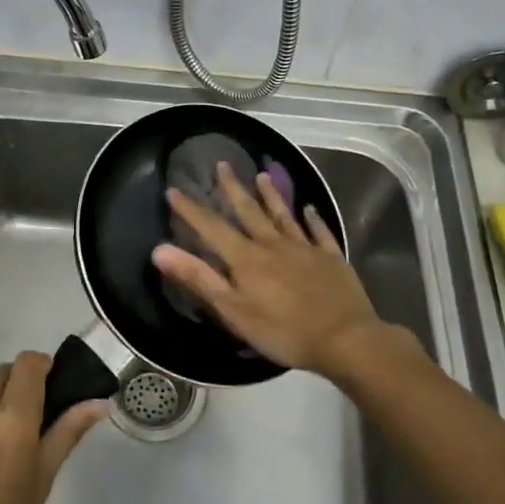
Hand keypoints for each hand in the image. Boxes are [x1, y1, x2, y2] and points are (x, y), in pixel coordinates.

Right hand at [151, 162, 388, 376]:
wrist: (344, 338)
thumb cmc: (282, 330)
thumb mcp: (232, 310)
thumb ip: (198, 278)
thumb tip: (160, 249)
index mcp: (246, 258)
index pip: (212, 228)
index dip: (191, 210)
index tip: (174, 190)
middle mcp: (273, 244)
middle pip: (249, 211)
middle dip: (233, 188)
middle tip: (222, 165)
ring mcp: (305, 248)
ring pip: (283, 215)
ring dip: (271, 195)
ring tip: (261, 175)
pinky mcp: (331, 258)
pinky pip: (319, 232)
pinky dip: (313, 218)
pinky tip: (310, 208)